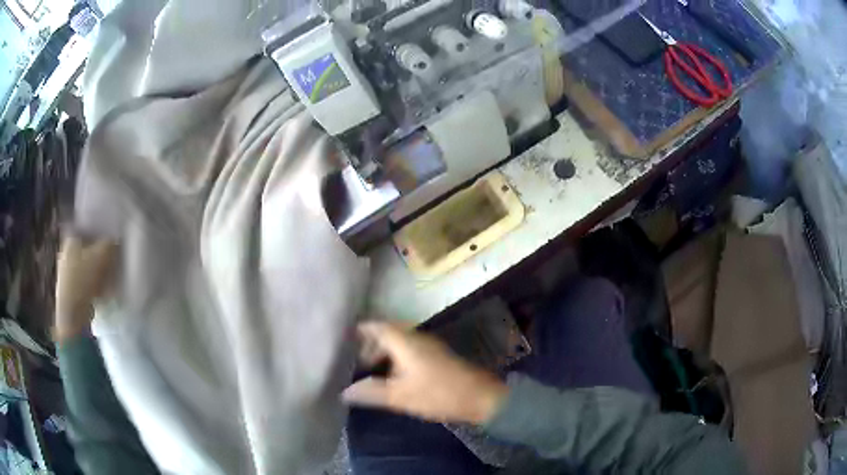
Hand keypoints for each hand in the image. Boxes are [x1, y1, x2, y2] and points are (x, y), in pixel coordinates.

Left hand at [54, 236, 117, 342]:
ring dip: (95, 271)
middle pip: (86, 249)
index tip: (110, 241)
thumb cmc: (84, 278)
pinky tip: (100, 292)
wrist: (72, 312)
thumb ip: (110, 244)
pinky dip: (91, 285)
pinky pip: (83, 282)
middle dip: (98, 254)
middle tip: (111, 260)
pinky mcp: (68, 290)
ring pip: (85, 266)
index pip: (87, 229)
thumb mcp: (102, 255)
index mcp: (71, 238)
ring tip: (108, 278)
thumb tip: (116, 240)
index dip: (99, 233)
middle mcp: (65, 251)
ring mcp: (65, 272)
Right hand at [342, 321, 508, 424]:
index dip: (361, 330)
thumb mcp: (400, 396)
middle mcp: (417, 338)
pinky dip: (397, 360)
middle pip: (388, 334)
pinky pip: (410, 351)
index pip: (378, 326)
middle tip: (355, 362)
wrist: (480, 397)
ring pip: (400, 344)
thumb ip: (371, 392)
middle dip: (371, 346)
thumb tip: (345, 392)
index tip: (345, 337)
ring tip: (371, 372)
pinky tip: (393, 378)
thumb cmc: (438, 394)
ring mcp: (429, 347)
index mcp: (406, 341)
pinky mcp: (437, 357)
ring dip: (384, 354)